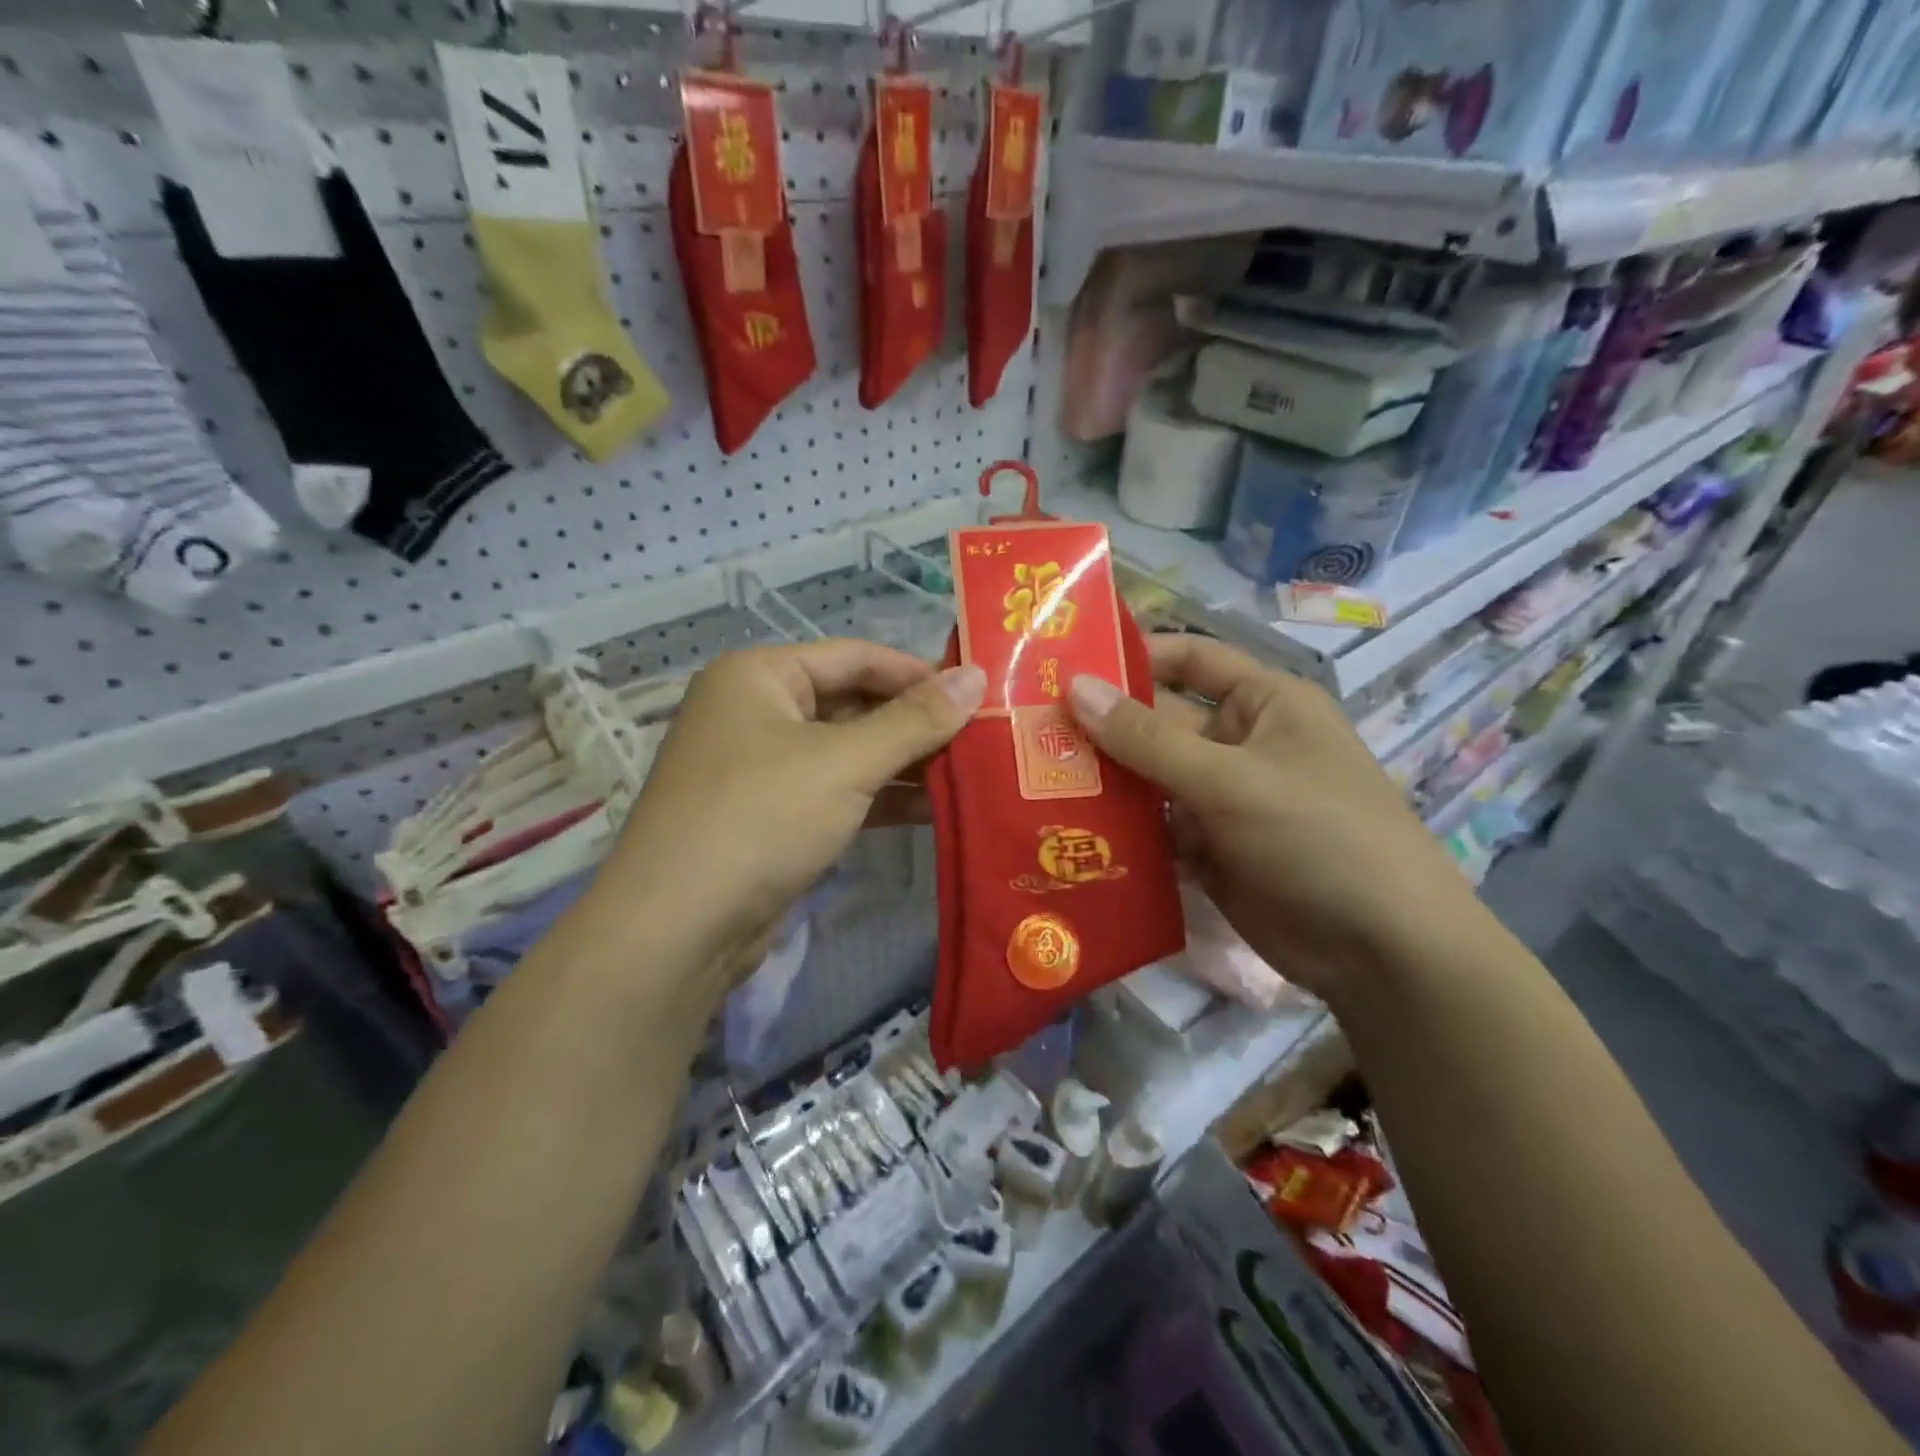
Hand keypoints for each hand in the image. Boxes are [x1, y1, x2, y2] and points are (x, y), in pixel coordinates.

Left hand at [602, 640, 985, 986]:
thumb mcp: (845, 762)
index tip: (978, 693)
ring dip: (905, 763)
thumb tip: (977, 676)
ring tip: (972, 772)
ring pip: (849, 752)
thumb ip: (915, 720)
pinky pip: (838, 792)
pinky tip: (935, 808)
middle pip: (854, 703)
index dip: (919, 673)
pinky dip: (881, 797)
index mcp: (760, 676)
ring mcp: (764, 768)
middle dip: (916, 723)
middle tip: (984, 737)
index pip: (856, 656)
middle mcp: (757, 712)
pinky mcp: (774, 817)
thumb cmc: (760, 818)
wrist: (678, 929)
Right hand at [1067, 634, 1478, 999]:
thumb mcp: (1230, 779)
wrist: (1381, 950)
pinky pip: (1156, 830)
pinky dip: (1121, 831)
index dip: (1135, 656)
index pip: (1191, 660)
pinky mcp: (1209, 852)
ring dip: (1104, 782)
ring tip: (1031, 780)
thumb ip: (1147, 739)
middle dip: (1101, 729)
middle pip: (1159, 724)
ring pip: (1150, 780)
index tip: (1067, 664)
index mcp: (1263, 705)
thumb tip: (1075, 688)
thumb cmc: (1317, 835)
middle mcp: (1239, 745)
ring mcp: (1223, 801)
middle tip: (1027, 732)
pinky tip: (1067, 832)